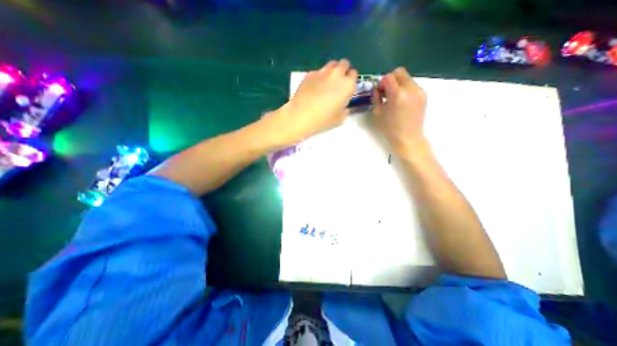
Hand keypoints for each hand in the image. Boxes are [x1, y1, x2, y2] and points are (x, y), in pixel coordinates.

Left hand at [263, 60, 359, 147]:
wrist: (301, 115)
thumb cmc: (323, 120)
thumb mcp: (340, 119)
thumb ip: (344, 110)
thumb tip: (343, 106)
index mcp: (347, 85)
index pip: (354, 74)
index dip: (351, 80)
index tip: (347, 88)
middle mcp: (337, 74)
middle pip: (344, 64)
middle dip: (343, 71)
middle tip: (338, 83)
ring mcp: (322, 72)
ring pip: (331, 64)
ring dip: (332, 71)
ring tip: (327, 83)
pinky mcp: (310, 74)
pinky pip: (318, 72)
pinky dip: (319, 77)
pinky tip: (314, 88)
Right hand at [370, 66, 429, 155]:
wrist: (408, 139)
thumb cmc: (389, 129)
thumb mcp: (377, 113)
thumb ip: (376, 97)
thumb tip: (377, 89)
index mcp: (398, 94)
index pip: (389, 77)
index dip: (382, 82)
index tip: (379, 92)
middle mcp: (411, 89)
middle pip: (400, 72)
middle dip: (391, 80)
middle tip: (386, 93)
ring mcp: (420, 91)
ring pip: (407, 78)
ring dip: (398, 84)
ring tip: (394, 99)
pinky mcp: (424, 96)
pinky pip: (413, 85)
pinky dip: (405, 89)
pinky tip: (402, 102)